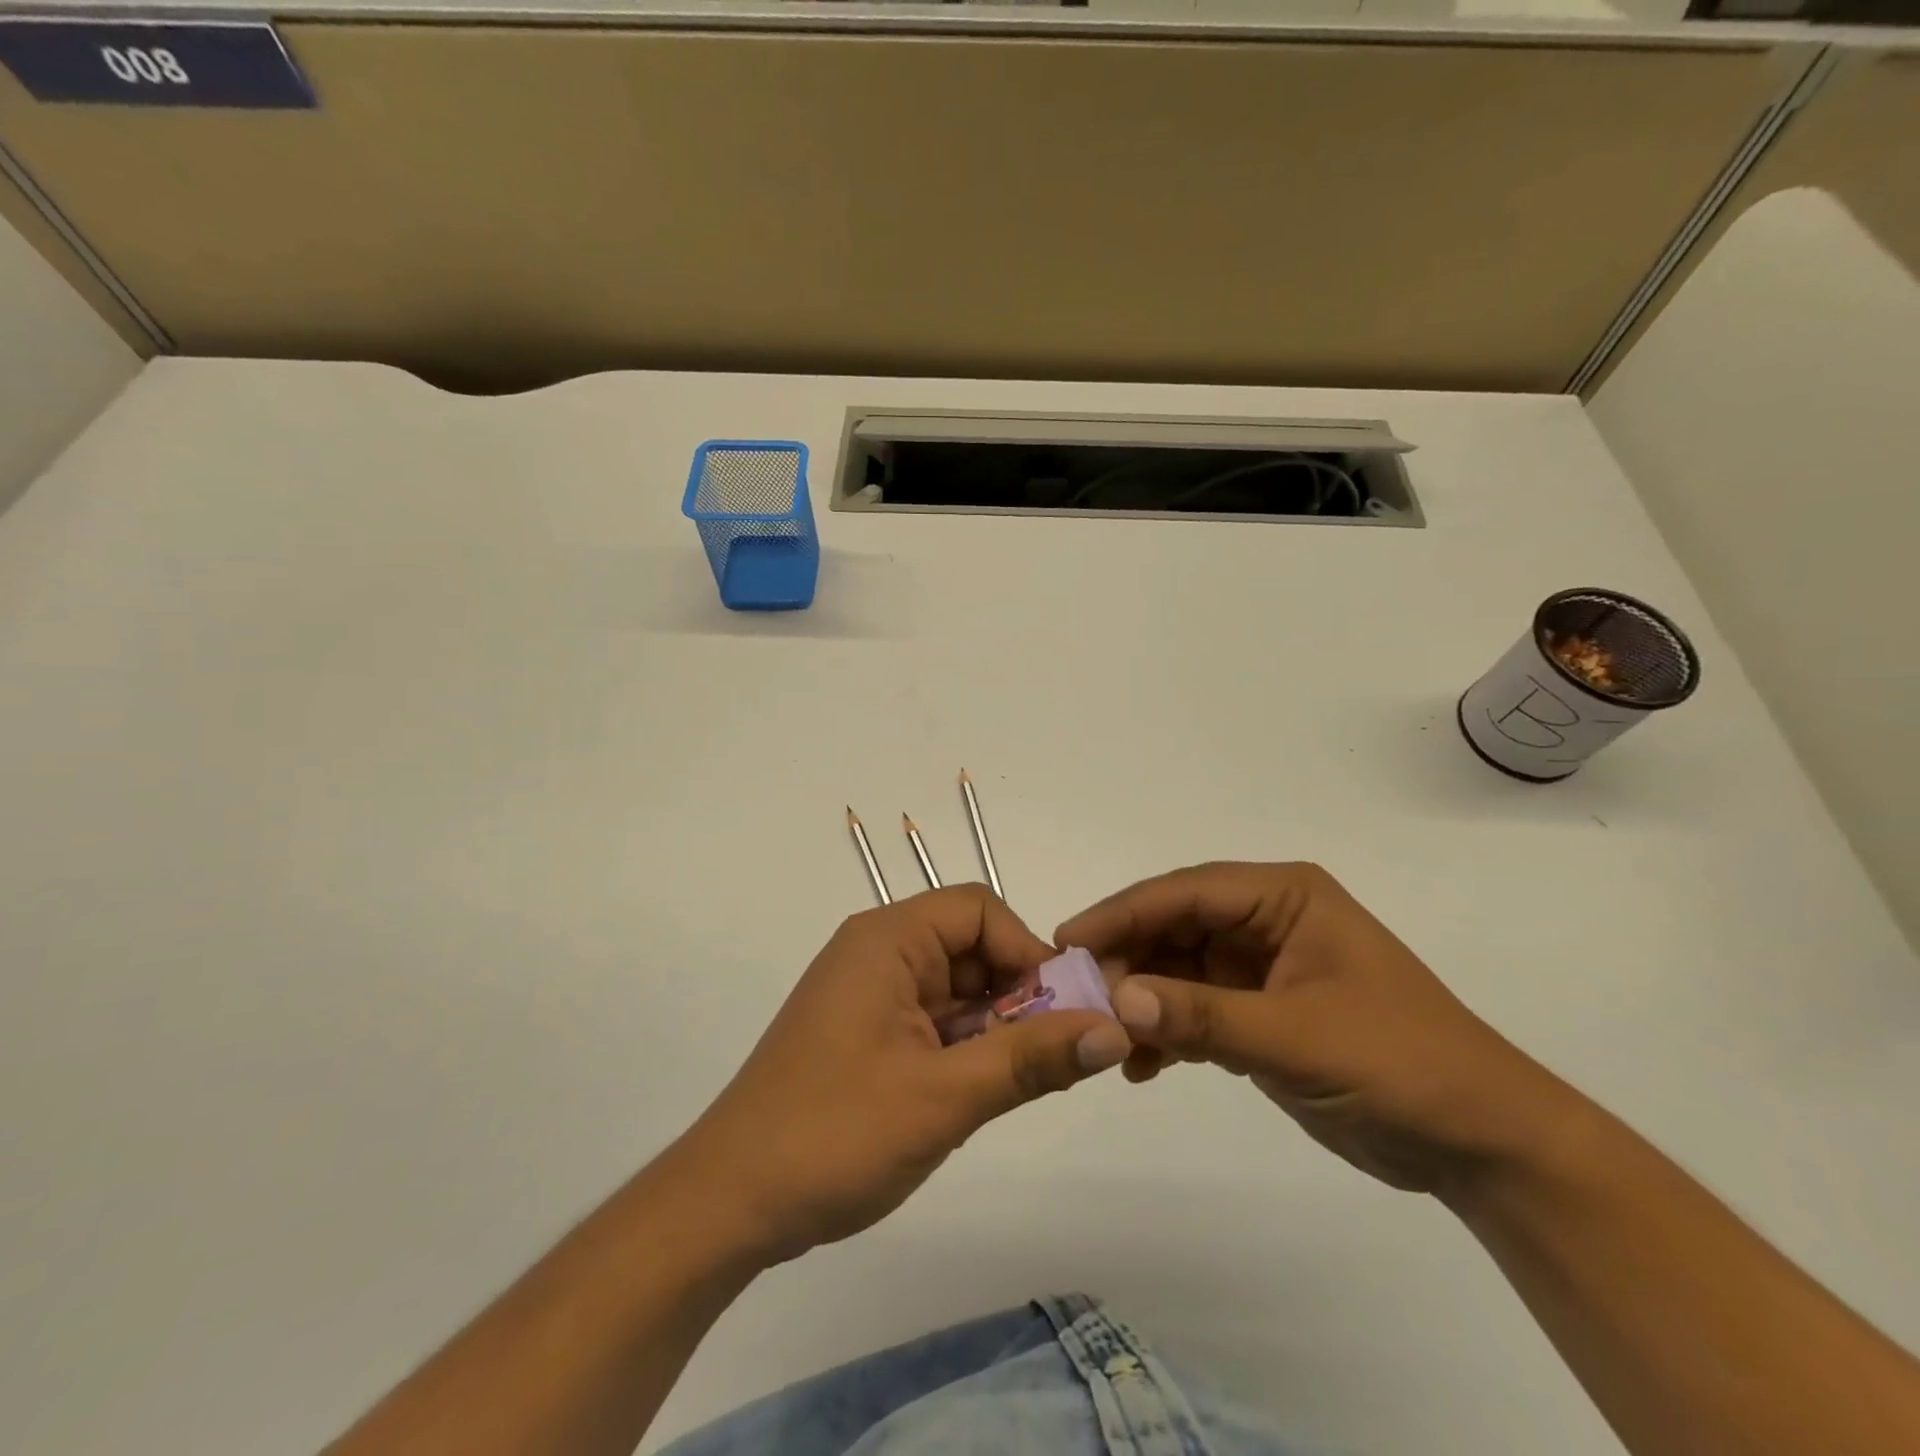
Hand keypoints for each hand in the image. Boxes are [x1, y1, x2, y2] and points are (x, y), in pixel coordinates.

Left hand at [671, 885, 1131, 1263]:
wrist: (730, 1204)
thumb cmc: (834, 1134)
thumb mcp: (944, 1097)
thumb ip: (1031, 1059)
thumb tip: (1115, 1030)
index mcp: (888, 940)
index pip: (979, 911)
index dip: (1028, 951)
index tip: (1064, 1012)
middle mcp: (880, 955)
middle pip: (973, 950)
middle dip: (1022, 996)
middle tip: (1064, 1056)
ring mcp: (874, 997)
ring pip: (960, 991)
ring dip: (1000, 1028)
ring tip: (1036, 1081)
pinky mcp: (870, 1037)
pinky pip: (938, 1024)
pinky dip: (972, 1049)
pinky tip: (993, 1091)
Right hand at [1056, 862, 1572, 1193]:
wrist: (1483, 1144)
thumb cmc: (1403, 1065)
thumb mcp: (1299, 1038)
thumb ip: (1204, 1017)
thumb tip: (1117, 998)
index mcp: (1283, 897)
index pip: (1186, 892)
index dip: (1123, 911)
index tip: (1068, 939)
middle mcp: (1267, 920)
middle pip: (1175, 926)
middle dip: (1126, 957)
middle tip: (1076, 993)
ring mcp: (1261, 967)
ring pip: (1178, 968)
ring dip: (1142, 998)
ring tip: (1105, 1035)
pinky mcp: (1260, 1012)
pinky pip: (1195, 1009)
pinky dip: (1167, 1032)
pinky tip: (1141, 1066)